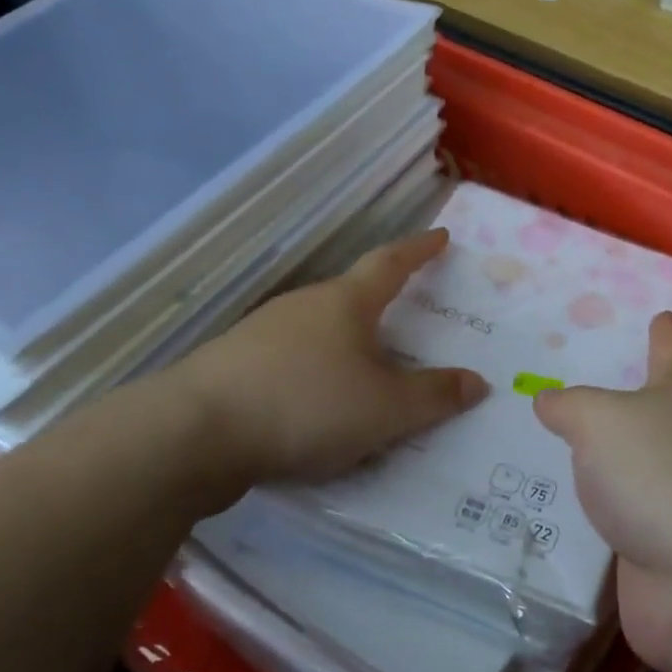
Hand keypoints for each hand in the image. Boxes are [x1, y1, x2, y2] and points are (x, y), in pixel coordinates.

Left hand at [182, 230, 487, 483]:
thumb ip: (434, 396)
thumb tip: (477, 382)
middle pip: (352, 297)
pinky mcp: (234, 366)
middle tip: (410, 321)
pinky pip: (291, 363)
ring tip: (368, 376)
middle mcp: (303, 306)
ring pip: (319, 332)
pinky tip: (317, 408)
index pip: (391, 263)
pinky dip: (315, 376)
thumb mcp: (386, 409)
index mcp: (345, 303)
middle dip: (382, 306)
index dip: (419, 250)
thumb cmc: (306, 405)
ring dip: (346, 346)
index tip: (441, 238)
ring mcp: (261, 333)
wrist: (194, 433)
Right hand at [534, 314, 671, 671]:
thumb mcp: (600, 420)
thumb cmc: (659, 474)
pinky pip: (618, 518)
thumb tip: (548, 400)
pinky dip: (592, 512)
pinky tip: (551, 507)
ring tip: (544, 446)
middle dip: (618, 399)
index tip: (658, 313)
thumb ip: (569, 406)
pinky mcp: (664, 546)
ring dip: (601, 460)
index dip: (664, 330)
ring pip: (632, 466)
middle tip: (563, 384)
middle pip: (653, 410)